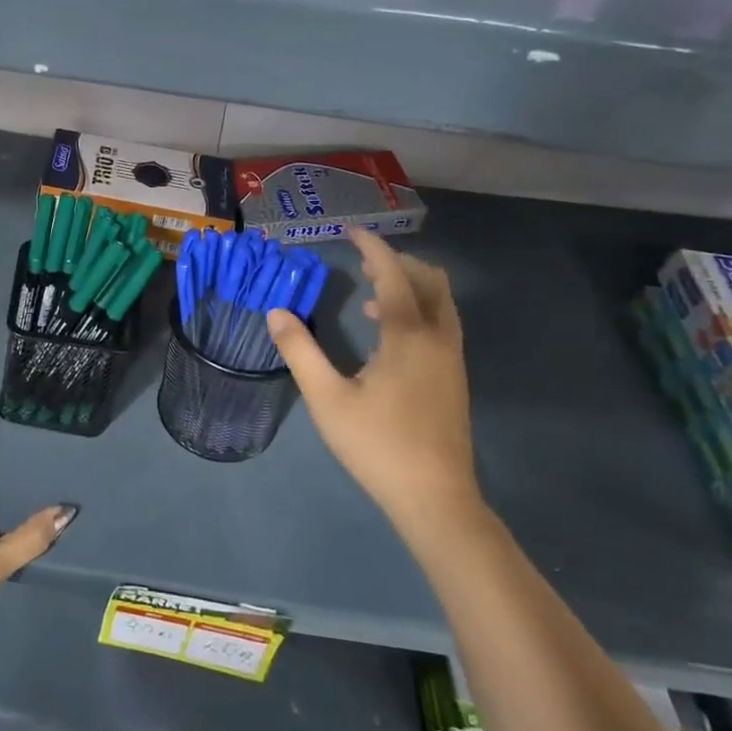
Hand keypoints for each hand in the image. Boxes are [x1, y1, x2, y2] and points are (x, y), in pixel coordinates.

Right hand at [267, 230, 480, 532]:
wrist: (435, 498)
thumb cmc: (377, 445)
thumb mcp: (327, 398)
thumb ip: (300, 351)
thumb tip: (276, 312)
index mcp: (409, 336)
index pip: (394, 276)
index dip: (374, 250)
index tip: (352, 232)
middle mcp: (438, 339)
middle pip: (430, 281)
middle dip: (398, 264)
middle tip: (363, 263)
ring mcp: (452, 359)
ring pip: (441, 303)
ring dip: (410, 287)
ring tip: (371, 295)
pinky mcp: (454, 378)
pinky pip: (441, 324)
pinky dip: (418, 310)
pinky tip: (386, 335)